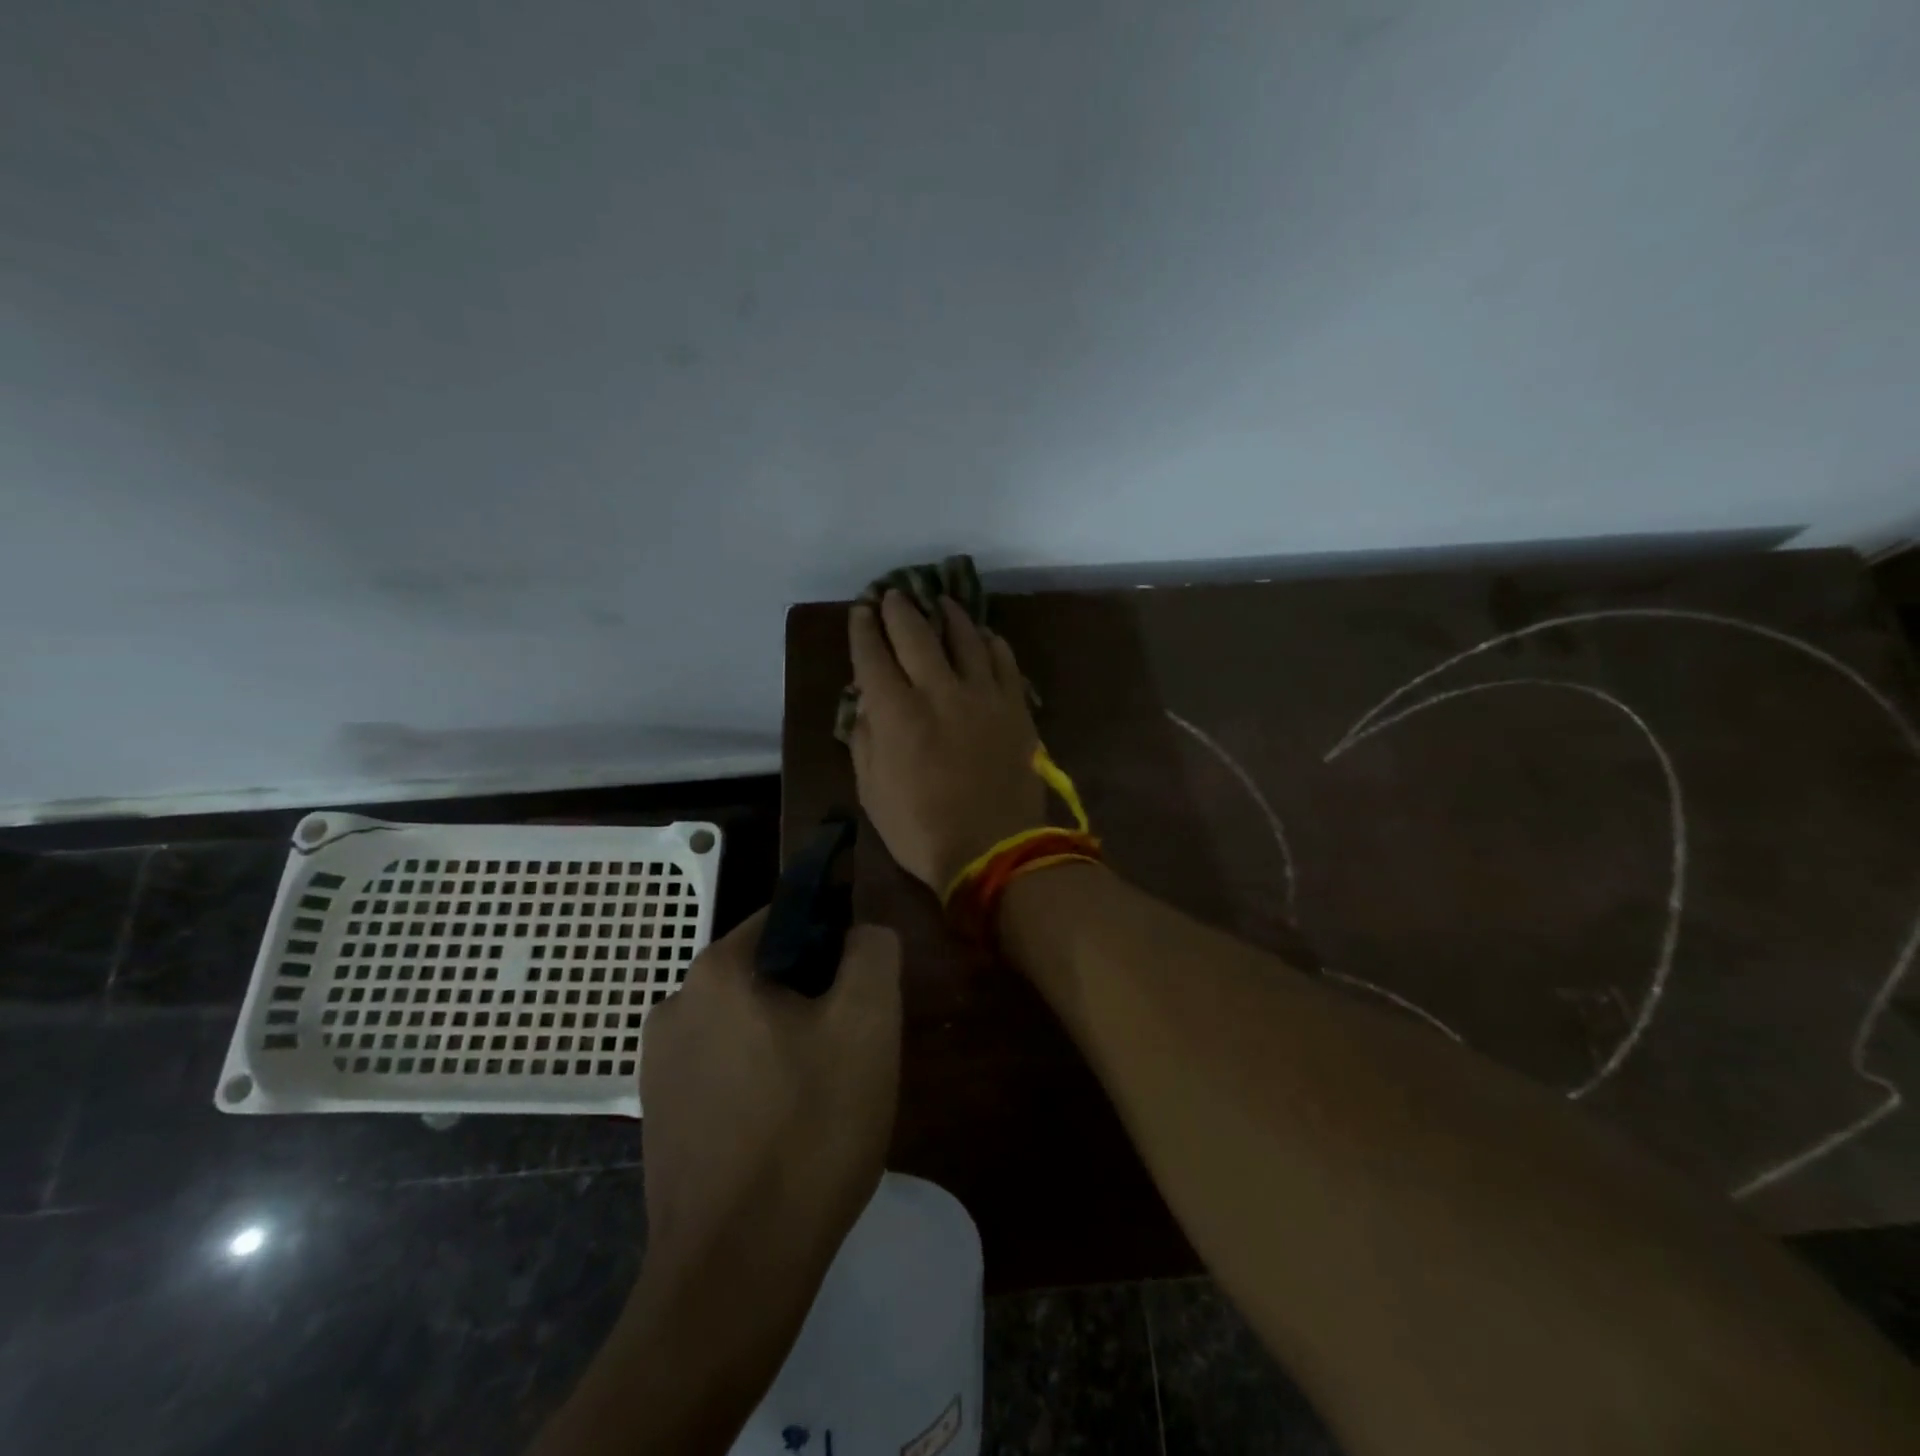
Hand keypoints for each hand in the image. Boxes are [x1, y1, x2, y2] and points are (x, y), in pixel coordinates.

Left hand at [639, 909, 901, 1282]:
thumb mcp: (868, 1023)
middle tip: (850, 1054)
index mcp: (716, 971)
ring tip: (822, 1099)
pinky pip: (725, 1071)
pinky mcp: (659, 1117)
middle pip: (768, 974)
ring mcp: (658, 1066)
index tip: (860, 999)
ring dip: (789, 1044)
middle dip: (814, 1001)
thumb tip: (861, 934)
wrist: (735, 1273)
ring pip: (748, 1025)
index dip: (835, 947)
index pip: (788, 919)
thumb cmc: (809, 1131)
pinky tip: (785, 1132)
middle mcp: (674, 1005)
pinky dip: (760, 1083)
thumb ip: (873, 952)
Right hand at [847, 591, 1046, 890]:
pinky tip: (985, 635)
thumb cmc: (921, 830)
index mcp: (897, 713)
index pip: (873, 656)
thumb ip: (864, 739)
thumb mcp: (872, 791)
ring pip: (965, 638)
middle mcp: (938, 691)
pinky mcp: (1015, 707)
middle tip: (893, 594)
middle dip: (900, 609)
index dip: (863, 630)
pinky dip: (991, 642)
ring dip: (949, 615)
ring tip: (941, 603)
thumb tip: (865, 702)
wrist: (994, 850)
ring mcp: (983, 695)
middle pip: (916, 634)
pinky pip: (1004, 660)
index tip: (860, 612)